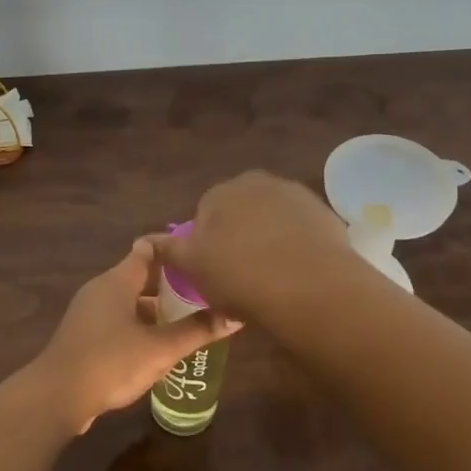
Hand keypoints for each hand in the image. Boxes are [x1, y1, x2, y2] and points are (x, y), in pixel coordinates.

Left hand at [27, 238, 239, 434]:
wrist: (57, 396)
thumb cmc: (110, 362)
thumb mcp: (160, 349)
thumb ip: (197, 331)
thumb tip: (235, 317)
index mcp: (117, 281)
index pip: (147, 248)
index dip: (173, 248)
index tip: (200, 252)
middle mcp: (101, 289)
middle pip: (139, 275)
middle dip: (170, 282)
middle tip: (204, 289)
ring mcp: (89, 313)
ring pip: (129, 300)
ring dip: (156, 307)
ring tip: (189, 318)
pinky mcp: (84, 336)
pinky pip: (118, 320)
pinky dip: (140, 325)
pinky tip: (159, 344)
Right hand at [151, 170, 352, 321]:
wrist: (310, 287)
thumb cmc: (239, 275)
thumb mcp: (192, 266)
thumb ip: (168, 249)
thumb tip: (144, 239)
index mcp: (221, 192)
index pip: (205, 213)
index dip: (207, 245)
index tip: (213, 272)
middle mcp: (258, 183)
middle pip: (241, 212)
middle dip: (239, 237)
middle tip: (240, 276)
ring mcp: (296, 196)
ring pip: (273, 220)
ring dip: (269, 240)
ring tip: (271, 279)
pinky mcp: (326, 215)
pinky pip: (302, 232)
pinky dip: (297, 247)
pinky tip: (297, 275)